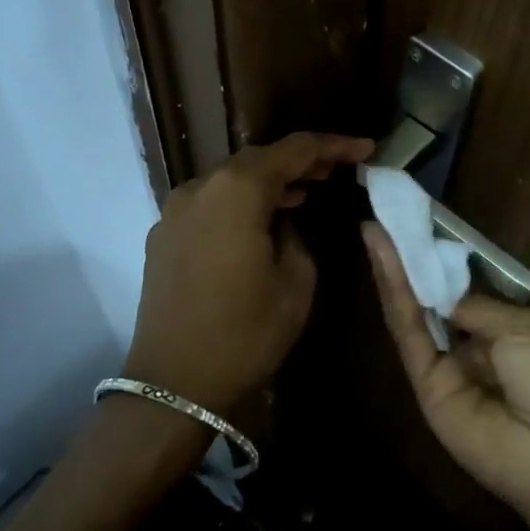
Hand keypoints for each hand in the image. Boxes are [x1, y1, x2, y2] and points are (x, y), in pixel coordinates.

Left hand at [125, 132, 372, 413]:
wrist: (174, 385)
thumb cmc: (244, 334)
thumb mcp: (295, 284)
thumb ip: (297, 237)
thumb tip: (286, 221)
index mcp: (236, 191)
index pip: (293, 150)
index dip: (333, 146)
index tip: (365, 149)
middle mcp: (200, 188)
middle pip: (257, 159)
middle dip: (299, 161)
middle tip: (337, 170)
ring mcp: (175, 211)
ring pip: (230, 180)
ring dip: (269, 182)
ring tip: (306, 192)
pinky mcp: (163, 236)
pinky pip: (210, 203)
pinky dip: (240, 202)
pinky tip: (262, 220)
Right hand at [362, 221, 529, 530]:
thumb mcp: (523, 329)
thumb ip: (476, 307)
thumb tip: (445, 295)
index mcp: (501, 332)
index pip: (459, 292)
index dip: (437, 260)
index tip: (416, 224)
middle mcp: (469, 348)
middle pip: (429, 299)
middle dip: (408, 260)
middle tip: (384, 219)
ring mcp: (444, 369)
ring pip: (412, 312)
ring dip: (393, 270)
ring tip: (375, 229)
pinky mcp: (426, 386)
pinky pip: (409, 334)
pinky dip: (395, 294)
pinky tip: (384, 258)